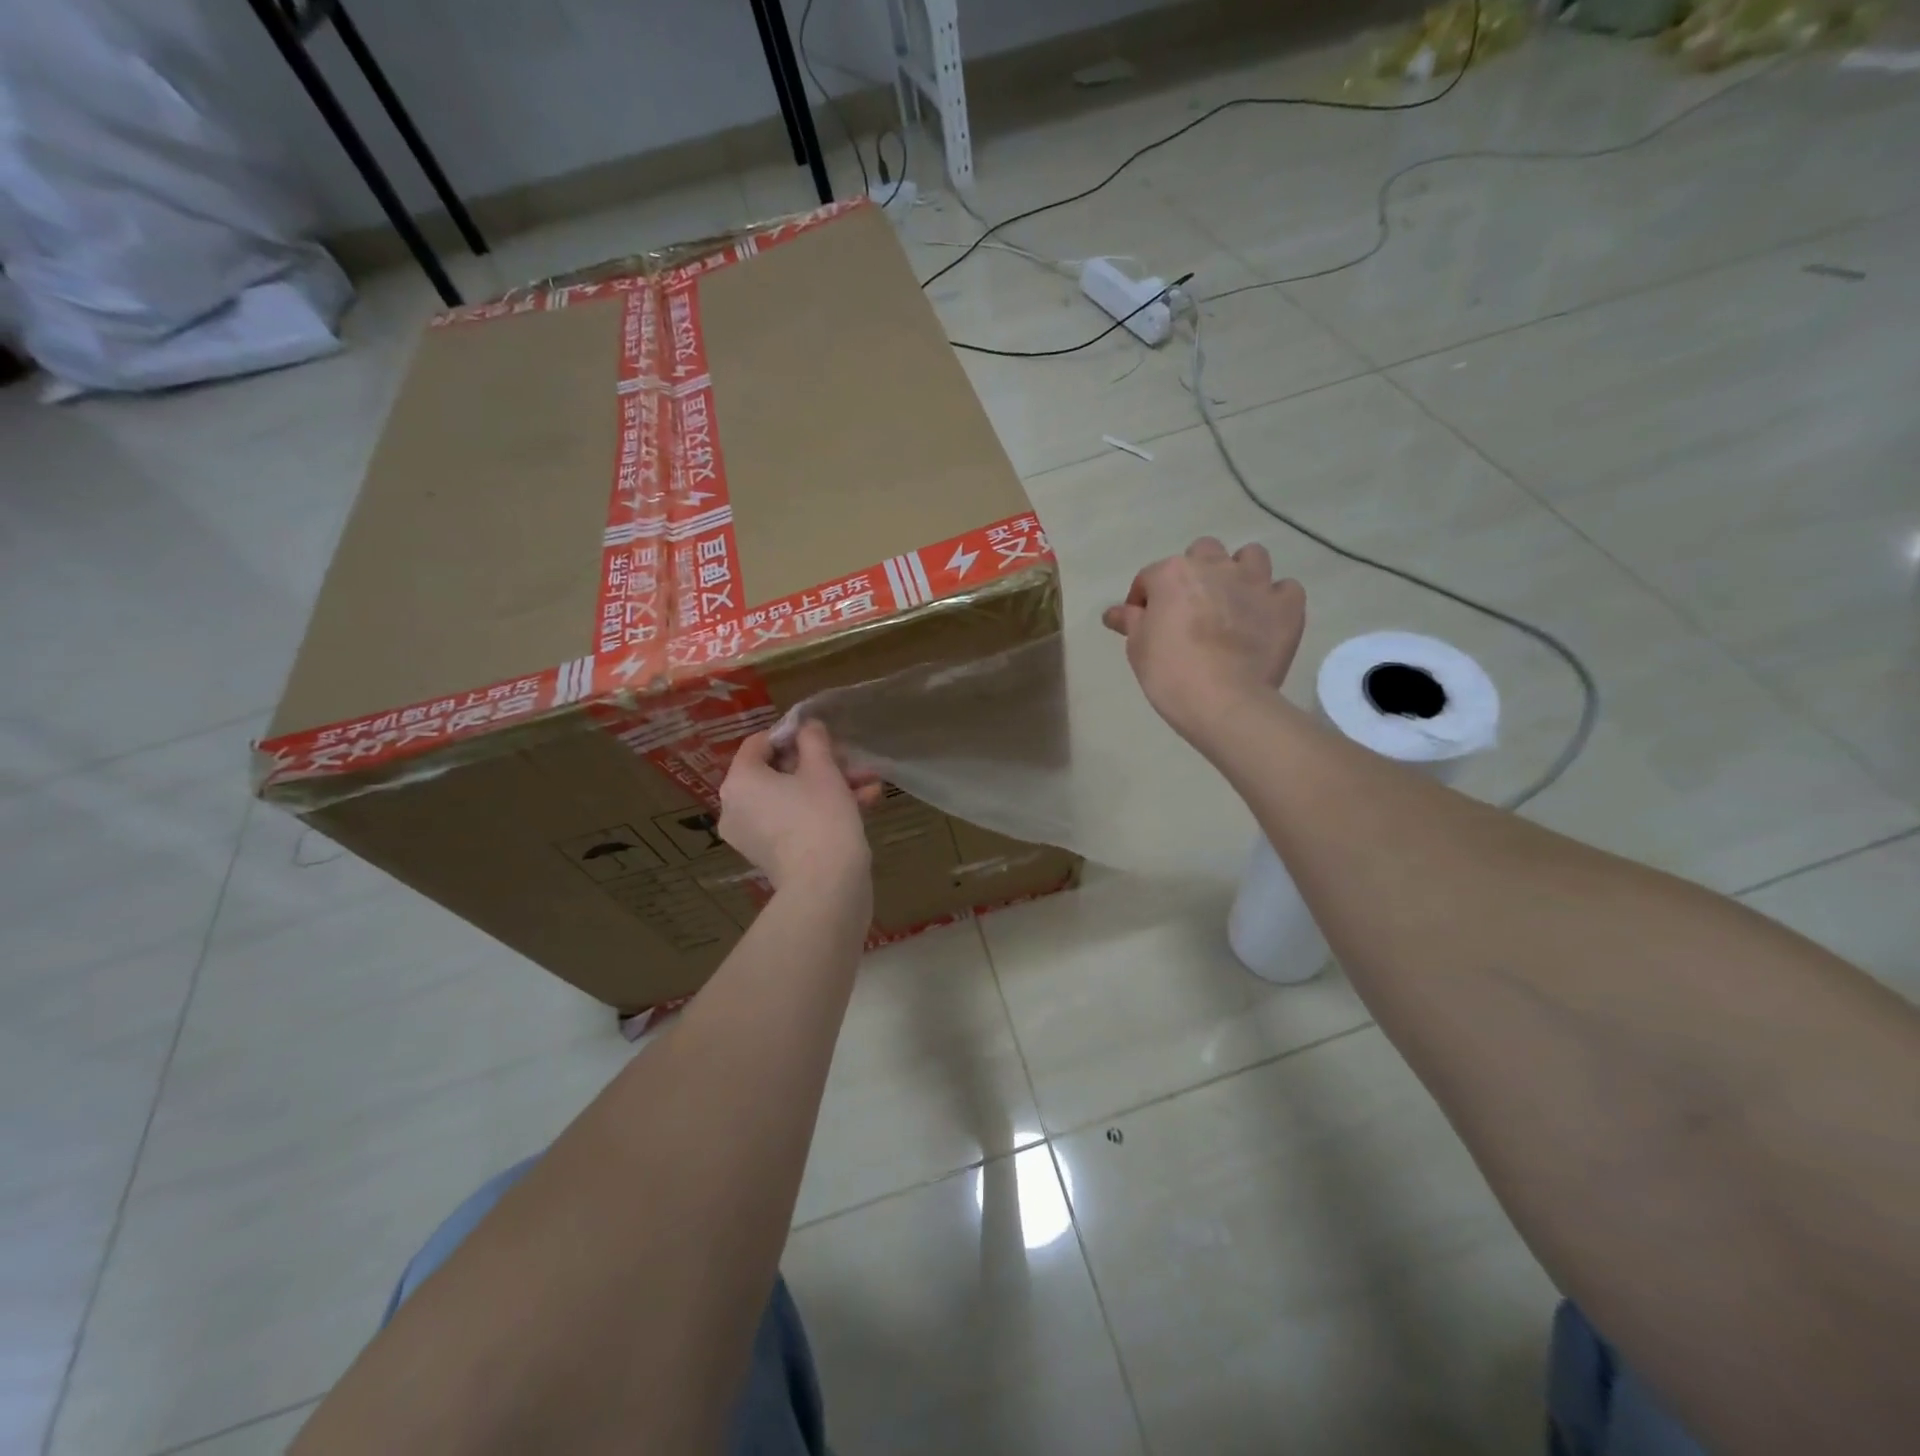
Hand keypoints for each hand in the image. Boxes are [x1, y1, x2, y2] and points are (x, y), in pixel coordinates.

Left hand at [718, 722, 880, 895]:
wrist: (826, 886)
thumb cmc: (821, 816)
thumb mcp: (823, 770)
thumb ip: (814, 740)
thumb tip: (808, 726)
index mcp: (740, 781)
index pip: (759, 743)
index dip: (792, 734)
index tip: (823, 737)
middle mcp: (736, 807)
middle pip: (779, 772)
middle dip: (823, 764)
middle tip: (853, 762)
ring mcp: (752, 835)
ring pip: (792, 798)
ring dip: (832, 787)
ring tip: (871, 784)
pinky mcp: (771, 855)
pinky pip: (794, 821)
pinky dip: (823, 811)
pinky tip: (866, 804)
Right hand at [1102, 537, 1305, 741]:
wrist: (1224, 701)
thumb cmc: (1170, 673)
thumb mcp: (1138, 648)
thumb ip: (1130, 622)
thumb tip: (1114, 612)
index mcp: (1173, 574)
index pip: (1150, 577)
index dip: (1144, 599)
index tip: (1144, 623)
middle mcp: (1216, 566)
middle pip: (1203, 552)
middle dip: (1196, 572)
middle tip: (1191, 607)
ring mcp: (1256, 583)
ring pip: (1251, 556)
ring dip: (1240, 573)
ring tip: (1233, 602)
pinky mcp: (1287, 605)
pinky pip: (1286, 588)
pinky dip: (1275, 599)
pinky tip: (1265, 618)